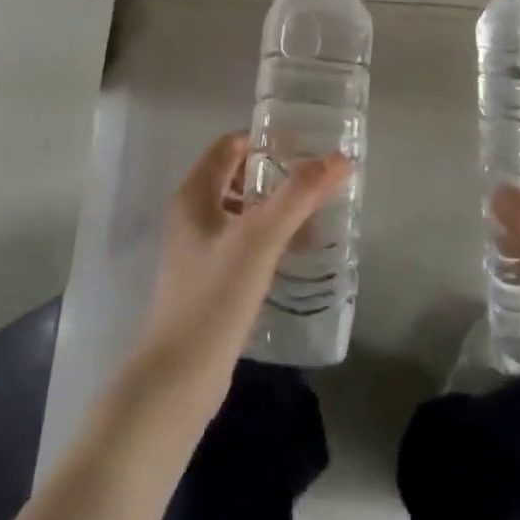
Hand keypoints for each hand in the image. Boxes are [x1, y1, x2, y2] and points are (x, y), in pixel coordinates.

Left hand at [131, 132, 352, 421]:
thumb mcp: (260, 238)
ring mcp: (197, 250)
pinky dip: (267, 236)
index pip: (230, 145)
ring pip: (240, 211)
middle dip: (275, 173)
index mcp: (194, 194)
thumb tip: (340, 158)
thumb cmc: (215, 296)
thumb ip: (299, 195)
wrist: (179, 379)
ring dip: (273, 206)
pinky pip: (241, 242)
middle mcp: (191, 215)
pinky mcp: (207, 281)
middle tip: (315, 179)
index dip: (265, 140)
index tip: (304, 146)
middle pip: (236, 176)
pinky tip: (293, 252)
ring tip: (313, 213)